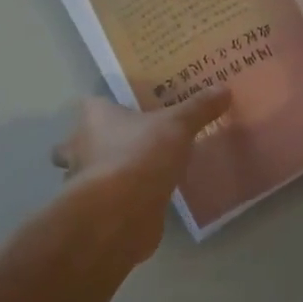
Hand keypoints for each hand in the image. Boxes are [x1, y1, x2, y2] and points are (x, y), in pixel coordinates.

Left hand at [51, 89, 231, 263]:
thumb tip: (224, 88)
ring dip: (106, 173)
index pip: (94, 104)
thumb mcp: (177, 125)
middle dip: (96, 144)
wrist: (120, 213)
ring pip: (89, 172)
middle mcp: (78, 146)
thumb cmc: (140, 155)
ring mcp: (82, 181)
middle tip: (130, 143)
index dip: (108, 106)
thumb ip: (198, 108)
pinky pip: (106, 200)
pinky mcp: (93, 212)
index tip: (131, 110)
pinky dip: (119, 201)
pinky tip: (143, 201)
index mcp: (93, 117)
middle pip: (80, 140)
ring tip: (139, 173)